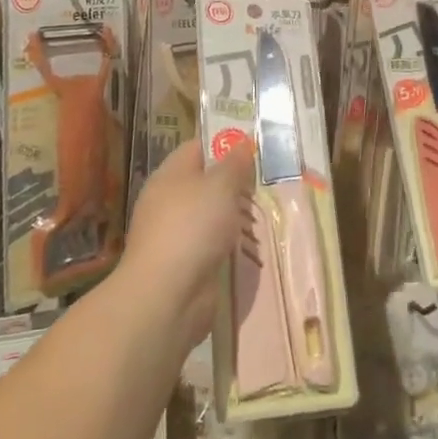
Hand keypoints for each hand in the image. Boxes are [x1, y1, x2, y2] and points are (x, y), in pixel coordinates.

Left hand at [122, 137, 254, 348]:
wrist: (167, 296)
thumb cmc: (192, 227)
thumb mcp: (220, 186)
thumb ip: (234, 164)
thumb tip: (242, 142)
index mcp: (171, 175)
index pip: (198, 148)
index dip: (224, 143)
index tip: (255, 145)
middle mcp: (170, 201)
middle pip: (207, 182)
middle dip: (237, 182)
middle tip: (270, 180)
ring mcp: (176, 234)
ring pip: (212, 215)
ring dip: (237, 216)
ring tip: (269, 212)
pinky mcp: (186, 263)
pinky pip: (213, 244)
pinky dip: (231, 244)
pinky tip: (255, 245)